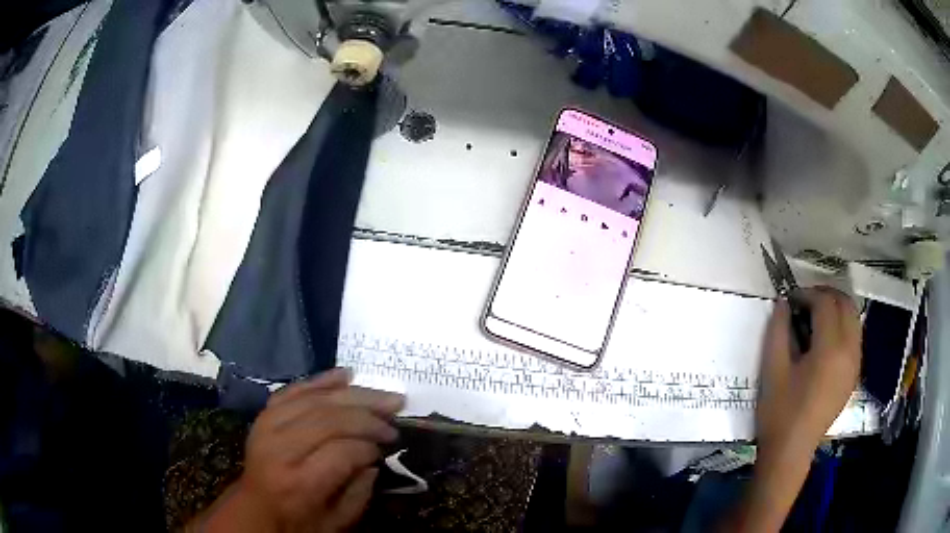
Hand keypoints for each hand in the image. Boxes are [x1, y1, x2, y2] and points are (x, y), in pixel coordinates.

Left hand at [195, 369, 404, 532]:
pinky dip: (321, 381)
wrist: (256, 509)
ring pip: (314, 399)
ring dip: (353, 394)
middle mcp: (280, 450)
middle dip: (367, 414)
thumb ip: (360, 491)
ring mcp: (268, 428)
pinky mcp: (264, 416)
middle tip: (395, 412)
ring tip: (383, 395)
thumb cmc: (299, 521)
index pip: (341, 451)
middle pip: (328, 419)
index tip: (388, 447)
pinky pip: (293, 390)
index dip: (370, 446)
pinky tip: (346, 375)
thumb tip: (376, 457)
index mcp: (300, 483)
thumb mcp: (338, 522)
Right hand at [727, 287, 861, 531]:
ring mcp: (855, 363)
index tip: (791, 298)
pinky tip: (826, 338)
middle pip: (845, 304)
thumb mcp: (772, 370)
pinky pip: (855, 336)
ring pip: (854, 318)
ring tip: (815, 317)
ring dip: (836, 308)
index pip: (825, 303)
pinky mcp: (855, 374)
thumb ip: (778, 330)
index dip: (807, 294)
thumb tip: (784, 303)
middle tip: (804, 302)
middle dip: (825, 295)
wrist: (791, 451)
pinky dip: (843, 325)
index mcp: (830, 349)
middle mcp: (849, 350)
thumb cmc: (779, 413)